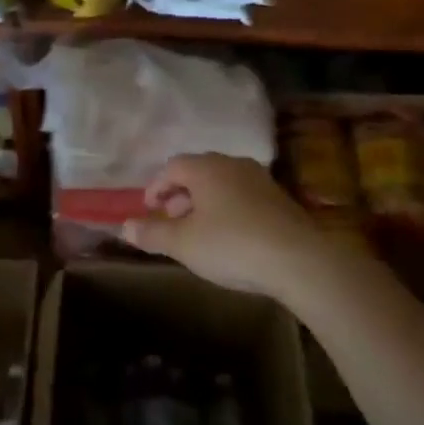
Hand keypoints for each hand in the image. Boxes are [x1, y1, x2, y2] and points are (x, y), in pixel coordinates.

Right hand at [120, 154, 332, 299]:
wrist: (299, 260)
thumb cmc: (232, 245)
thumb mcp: (184, 244)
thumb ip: (153, 233)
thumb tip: (125, 225)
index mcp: (206, 167)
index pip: (172, 166)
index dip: (156, 186)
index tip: (149, 209)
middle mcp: (232, 164)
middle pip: (198, 172)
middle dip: (180, 194)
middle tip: (171, 220)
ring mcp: (259, 179)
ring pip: (222, 184)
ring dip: (205, 202)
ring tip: (199, 231)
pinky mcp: (280, 199)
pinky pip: (243, 196)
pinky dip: (228, 209)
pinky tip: (230, 237)